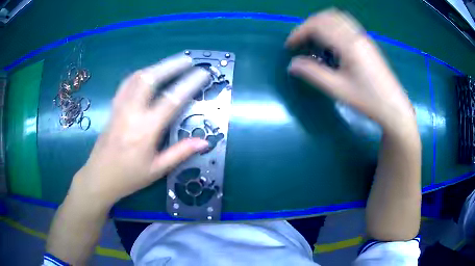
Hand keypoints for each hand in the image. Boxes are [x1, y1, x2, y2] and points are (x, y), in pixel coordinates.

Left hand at [69, 55, 209, 207]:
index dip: (189, 84)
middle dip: (170, 65)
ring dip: (155, 66)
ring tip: (171, 63)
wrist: (99, 178)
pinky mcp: (113, 108)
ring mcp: (119, 108)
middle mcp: (131, 113)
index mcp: (145, 131)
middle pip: (150, 79)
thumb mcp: (157, 170)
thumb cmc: (129, 177)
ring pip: (136, 77)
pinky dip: (140, 74)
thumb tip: (205, 141)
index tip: (203, 73)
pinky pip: (126, 84)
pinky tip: (148, 74)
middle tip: (188, 60)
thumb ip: (181, 152)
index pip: (171, 100)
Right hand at [286, 9, 415, 132]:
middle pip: (326, 17)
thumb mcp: (338, 89)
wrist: (393, 107)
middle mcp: (355, 35)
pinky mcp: (367, 41)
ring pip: (336, 17)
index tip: (290, 46)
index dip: (299, 32)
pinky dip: (332, 26)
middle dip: (308, 25)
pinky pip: (345, 23)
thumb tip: (292, 64)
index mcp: (348, 44)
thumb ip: (313, 74)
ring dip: (320, 23)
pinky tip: (331, 42)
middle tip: (300, 42)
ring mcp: (363, 37)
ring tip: (313, 39)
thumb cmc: (367, 100)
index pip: (318, 25)